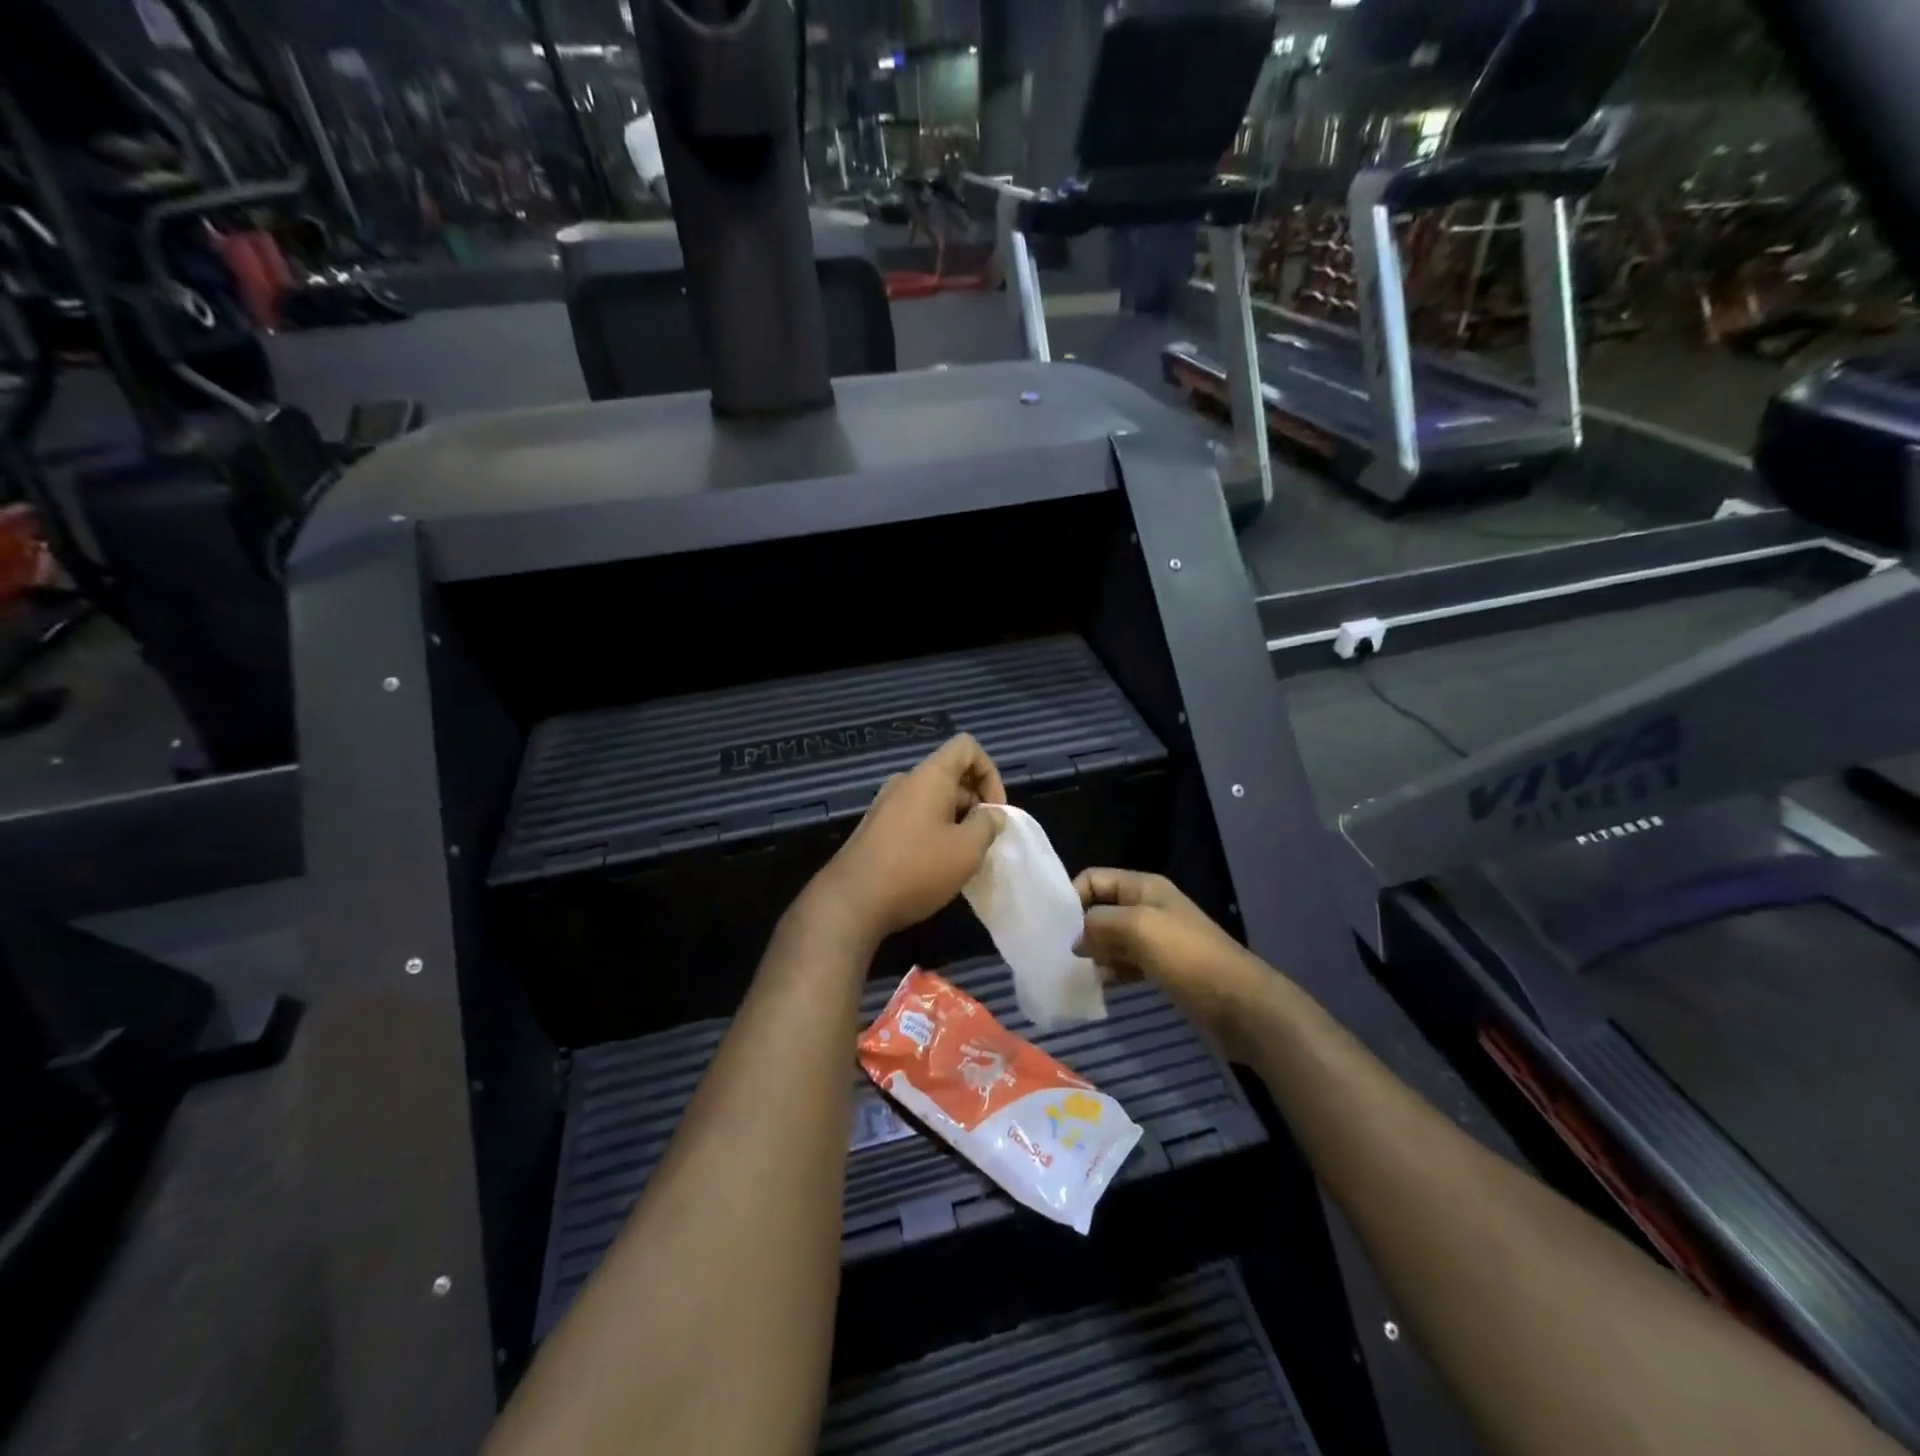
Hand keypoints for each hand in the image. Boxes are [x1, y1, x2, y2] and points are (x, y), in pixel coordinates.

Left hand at [804, 735, 1006, 947]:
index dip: (990, 772)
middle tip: (984, 842)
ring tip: (963, 859)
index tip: (995, 811)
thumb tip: (991, 814)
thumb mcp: (967, 850)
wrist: (852, 902)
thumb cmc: (916, 869)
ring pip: (934, 800)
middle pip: (951, 776)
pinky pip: (915, 819)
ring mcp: (886, 805)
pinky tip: (937, 867)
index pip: (966, 747)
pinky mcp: (876, 829)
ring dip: (956, 822)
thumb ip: (987, 825)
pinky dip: (934, 834)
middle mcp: (905, 783)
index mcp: (929, 777)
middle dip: (975, 804)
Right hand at [1072, 869, 1268, 1051]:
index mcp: (1144, 887)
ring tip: (1076, 973)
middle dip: (1079, 928)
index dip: (1072, 897)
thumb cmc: (1188, 957)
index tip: (1055, 927)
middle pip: (1101, 908)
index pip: (1094, 879)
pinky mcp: (1162, 968)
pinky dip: (1111, 971)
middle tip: (1058, 955)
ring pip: (1111, 938)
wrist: (1240, 1005)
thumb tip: (1076, 939)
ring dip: (1093, 953)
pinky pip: (1125, 963)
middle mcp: (1148, 907)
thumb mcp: (1139, 928)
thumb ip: (1099, 924)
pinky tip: (1100, 987)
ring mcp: (1157, 939)